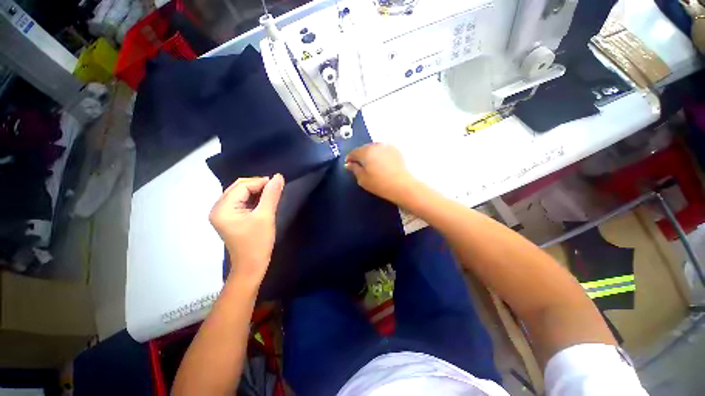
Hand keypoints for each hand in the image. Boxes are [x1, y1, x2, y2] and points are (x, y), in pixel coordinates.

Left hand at [209, 174, 284, 283]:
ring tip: (272, 195)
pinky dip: (253, 199)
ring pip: (241, 194)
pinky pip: (241, 201)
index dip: (261, 182)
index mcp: (222, 208)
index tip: (278, 184)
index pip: (242, 186)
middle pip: (239, 187)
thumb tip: (278, 176)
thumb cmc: (258, 242)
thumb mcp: (266, 216)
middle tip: (276, 189)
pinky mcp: (229, 218)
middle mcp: (218, 208)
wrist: (251, 267)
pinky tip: (264, 202)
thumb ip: (271, 195)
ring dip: (257, 192)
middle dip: (258, 186)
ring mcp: (223, 214)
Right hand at [345, 143, 417, 204]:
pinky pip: (382, 150)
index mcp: (365, 152)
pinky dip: (379, 154)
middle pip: (363, 148)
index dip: (349, 159)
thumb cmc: (380, 184)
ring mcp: (386, 146)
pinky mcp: (395, 149)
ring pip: (373, 148)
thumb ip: (354, 169)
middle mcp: (375, 145)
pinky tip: (381, 164)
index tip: (349, 165)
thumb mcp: (362, 179)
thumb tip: (349, 164)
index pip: (353, 152)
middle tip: (360, 166)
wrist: (402, 185)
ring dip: (370, 154)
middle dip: (360, 156)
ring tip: (372, 165)